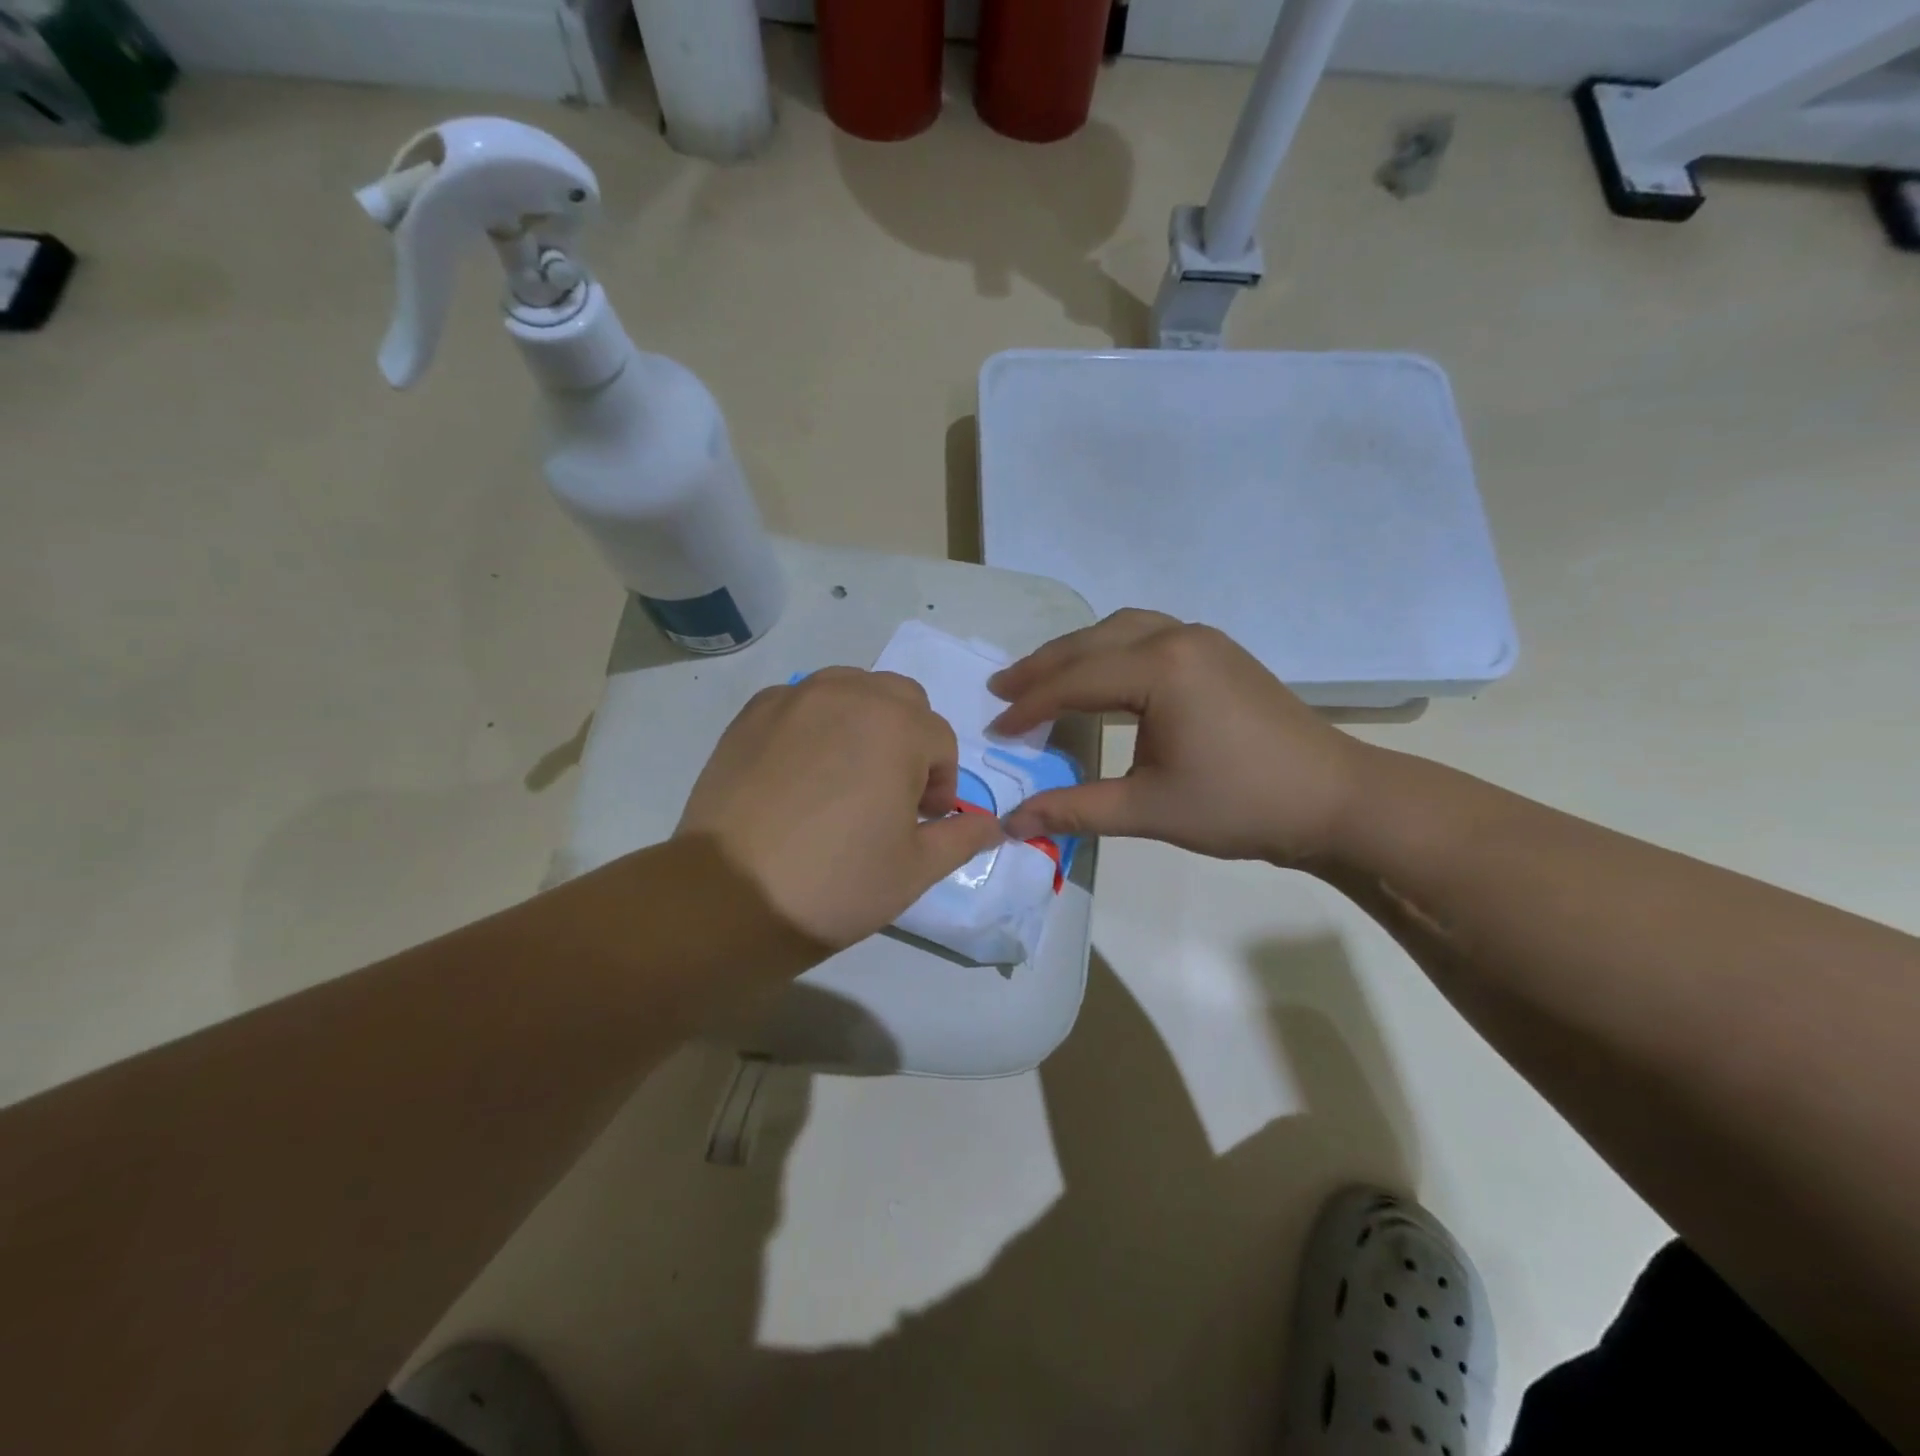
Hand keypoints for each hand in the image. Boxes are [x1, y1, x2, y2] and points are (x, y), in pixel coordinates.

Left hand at [677, 668, 1005, 950]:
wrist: (731, 898)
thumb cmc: (837, 883)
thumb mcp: (916, 869)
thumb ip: (962, 837)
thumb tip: (994, 825)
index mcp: (897, 726)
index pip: (940, 739)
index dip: (941, 783)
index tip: (922, 821)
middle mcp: (847, 695)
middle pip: (900, 699)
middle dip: (909, 739)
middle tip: (890, 793)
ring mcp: (793, 699)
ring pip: (850, 689)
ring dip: (865, 722)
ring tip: (847, 775)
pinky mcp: (751, 714)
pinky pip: (801, 701)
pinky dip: (815, 723)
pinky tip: (800, 772)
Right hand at [990, 610, 1368, 866]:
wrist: (1334, 799)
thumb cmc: (1241, 805)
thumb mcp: (1149, 809)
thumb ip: (1075, 809)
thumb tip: (1010, 823)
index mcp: (1161, 669)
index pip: (1075, 682)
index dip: (1030, 707)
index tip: (995, 730)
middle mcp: (1178, 637)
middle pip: (1091, 643)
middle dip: (1042, 668)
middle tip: (1001, 690)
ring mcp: (1203, 639)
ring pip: (1120, 630)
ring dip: (1076, 652)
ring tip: (1041, 677)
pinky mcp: (1218, 652)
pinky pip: (1147, 634)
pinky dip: (1110, 649)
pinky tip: (1101, 672)